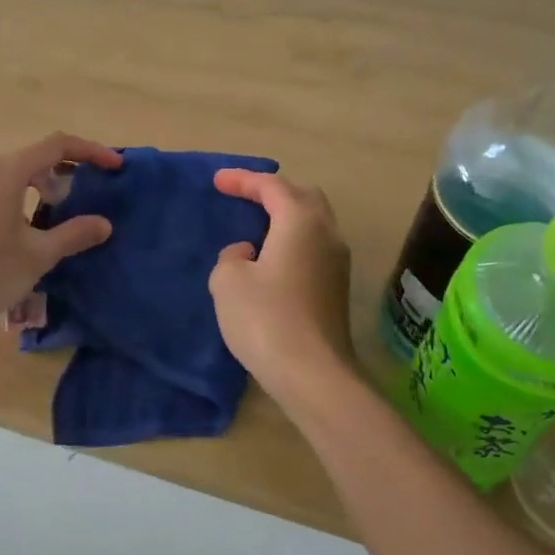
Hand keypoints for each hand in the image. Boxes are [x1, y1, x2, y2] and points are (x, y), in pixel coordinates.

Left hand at [0, 133, 122, 329]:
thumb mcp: (37, 256)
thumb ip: (73, 235)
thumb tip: (103, 224)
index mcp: (6, 172)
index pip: (57, 145)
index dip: (90, 151)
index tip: (115, 167)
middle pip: (32, 161)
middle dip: (62, 176)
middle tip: (80, 202)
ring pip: (9, 180)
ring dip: (37, 193)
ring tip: (51, 225)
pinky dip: (15, 205)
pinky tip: (18, 239)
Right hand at [208, 169, 356, 410]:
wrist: (313, 375)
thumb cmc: (266, 319)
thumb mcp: (228, 281)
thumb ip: (231, 257)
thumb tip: (248, 254)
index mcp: (301, 222)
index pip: (272, 186)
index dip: (243, 180)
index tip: (217, 181)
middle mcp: (327, 234)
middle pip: (303, 196)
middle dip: (272, 191)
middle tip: (243, 196)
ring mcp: (338, 262)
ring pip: (313, 222)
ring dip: (285, 215)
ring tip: (256, 223)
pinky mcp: (337, 288)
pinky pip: (314, 247)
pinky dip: (292, 239)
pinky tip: (271, 257)